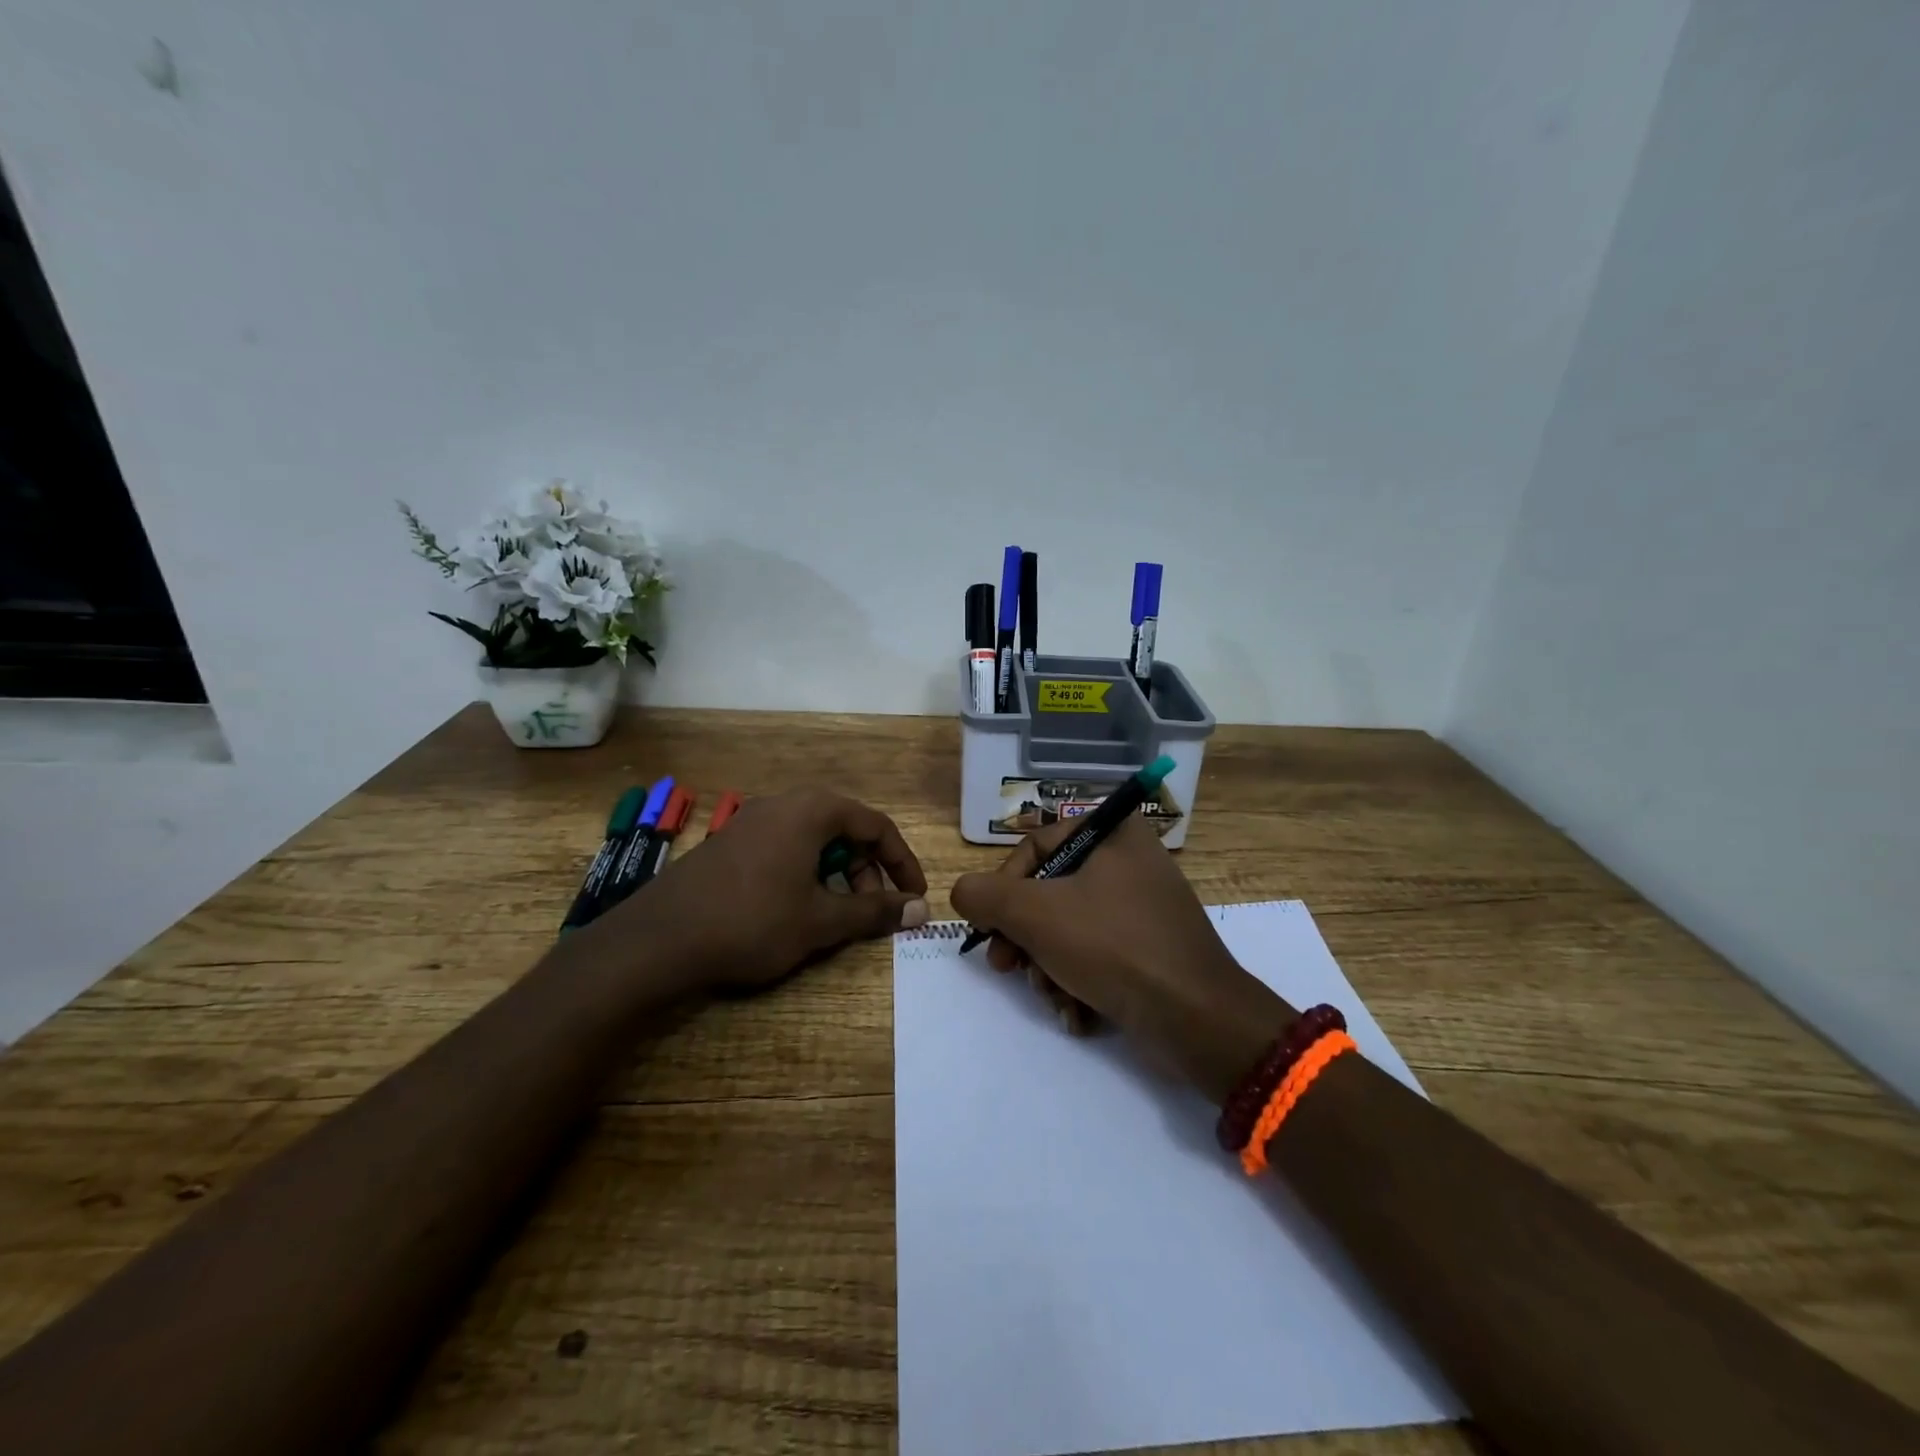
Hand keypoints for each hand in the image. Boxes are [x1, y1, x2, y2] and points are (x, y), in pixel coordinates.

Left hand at [614, 789, 929, 990]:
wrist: (659, 939)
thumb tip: (921, 909)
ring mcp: (753, 819)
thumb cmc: (752, 922)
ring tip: (834, 913)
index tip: (915, 896)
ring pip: (814, 839)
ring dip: (837, 872)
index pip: (877, 826)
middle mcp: (784, 803)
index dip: (902, 862)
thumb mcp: (821, 921)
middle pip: (846, 828)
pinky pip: (785, 846)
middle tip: (871, 909)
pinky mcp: (731, 841)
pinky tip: (795, 908)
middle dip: (868, 869)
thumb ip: (875, 911)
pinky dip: (806, 872)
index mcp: (812, 810)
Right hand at [949, 817, 1292, 1102]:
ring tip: (1052, 997)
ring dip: (1048, 967)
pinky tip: (1077, 1014)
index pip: (1035, 847)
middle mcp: (1130, 861)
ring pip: (1069, 929)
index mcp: (1113, 833)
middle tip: (1006, 968)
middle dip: (1024, 937)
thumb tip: (963, 893)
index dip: (1004, 889)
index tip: (990, 930)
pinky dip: (1078, 982)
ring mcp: (1144, 907)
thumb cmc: (1113, 946)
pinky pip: (1098, 955)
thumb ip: (985, 896)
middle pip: (1049, 892)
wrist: (1197, 1019)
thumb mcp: (1035, 914)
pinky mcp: (1151, 949)